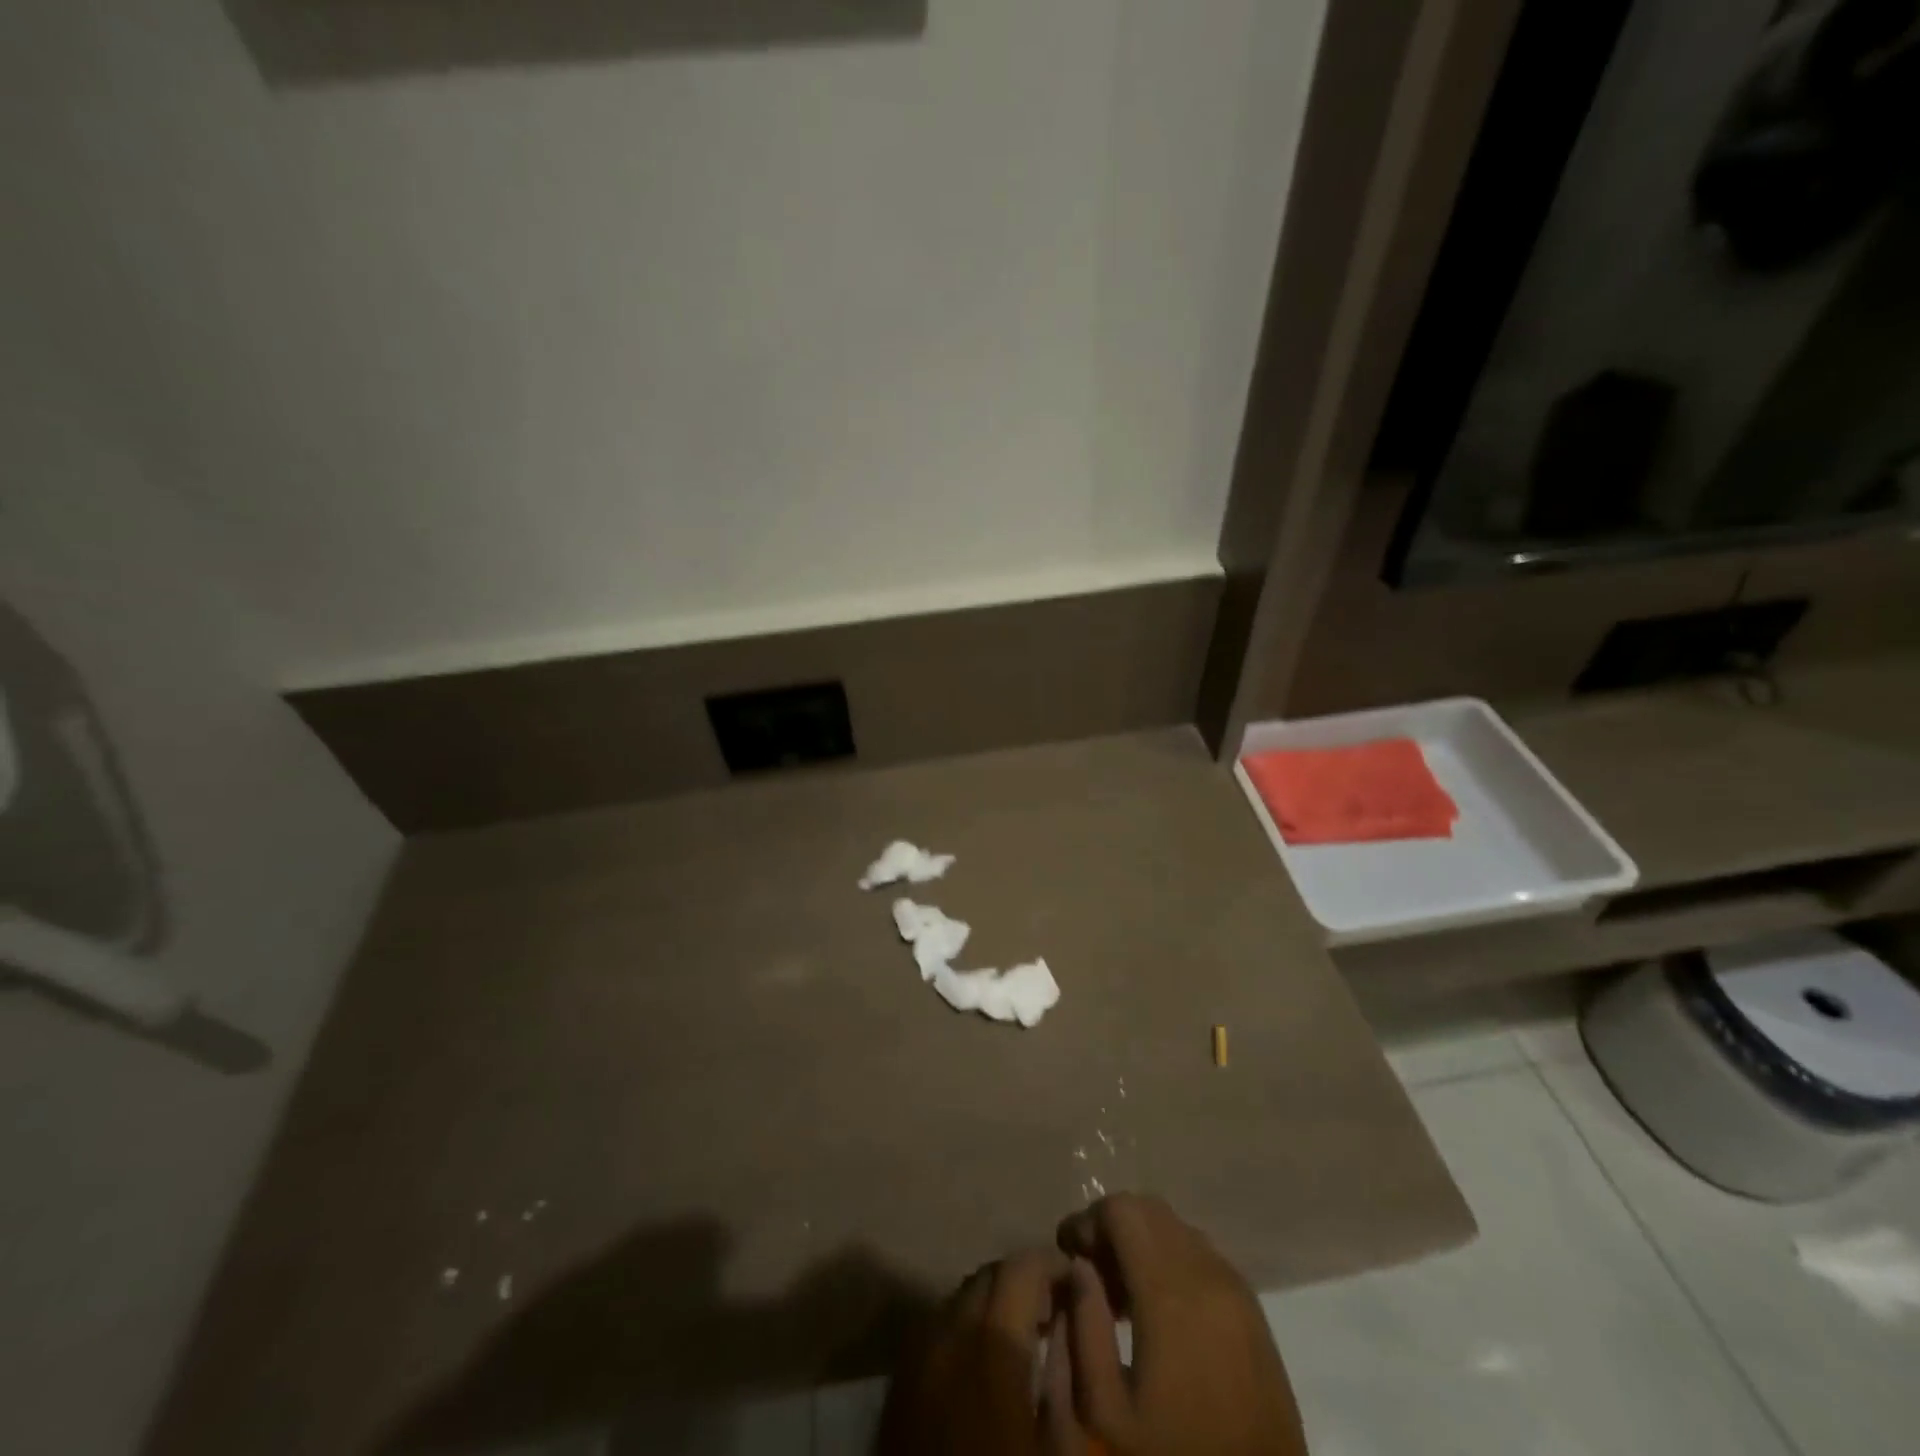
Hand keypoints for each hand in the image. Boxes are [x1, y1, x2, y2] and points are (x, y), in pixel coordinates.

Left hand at [875, 1248, 1074, 1455]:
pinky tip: (979, 1365)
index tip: (1077, 1285)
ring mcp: (917, 1353)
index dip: (1053, 1267)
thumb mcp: (1057, 1447)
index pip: (1022, 1267)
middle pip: (989, 1275)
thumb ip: (1067, 1374)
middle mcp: (949, 1332)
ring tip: (1019, 1338)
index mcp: (992, 1345)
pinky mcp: (898, 1380)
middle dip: (1023, 1283)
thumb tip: (1071, 1321)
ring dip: (992, 1304)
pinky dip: (962, 1327)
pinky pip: (935, 1327)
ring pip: (960, 1297)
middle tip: (1052, 1314)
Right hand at [1054, 1194, 1306, 1455]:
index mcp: (1169, 1290)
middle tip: (1091, 1271)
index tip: (1067, 1252)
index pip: (1120, 1209)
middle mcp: (1206, 1271)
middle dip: (1112, 1226)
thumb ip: (1084, 1328)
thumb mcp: (1106, 1411)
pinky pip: (1201, 1254)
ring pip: (1176, 1227)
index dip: (1087, 1220)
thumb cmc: (1173, 1455)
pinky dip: (1171, 1258)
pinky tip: (1159, 1308)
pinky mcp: (1252, 1308)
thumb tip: (1079, 1268)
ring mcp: (1235, 1287)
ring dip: (1143, 1240)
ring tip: (1121, 1294)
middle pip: (1148, 1208)